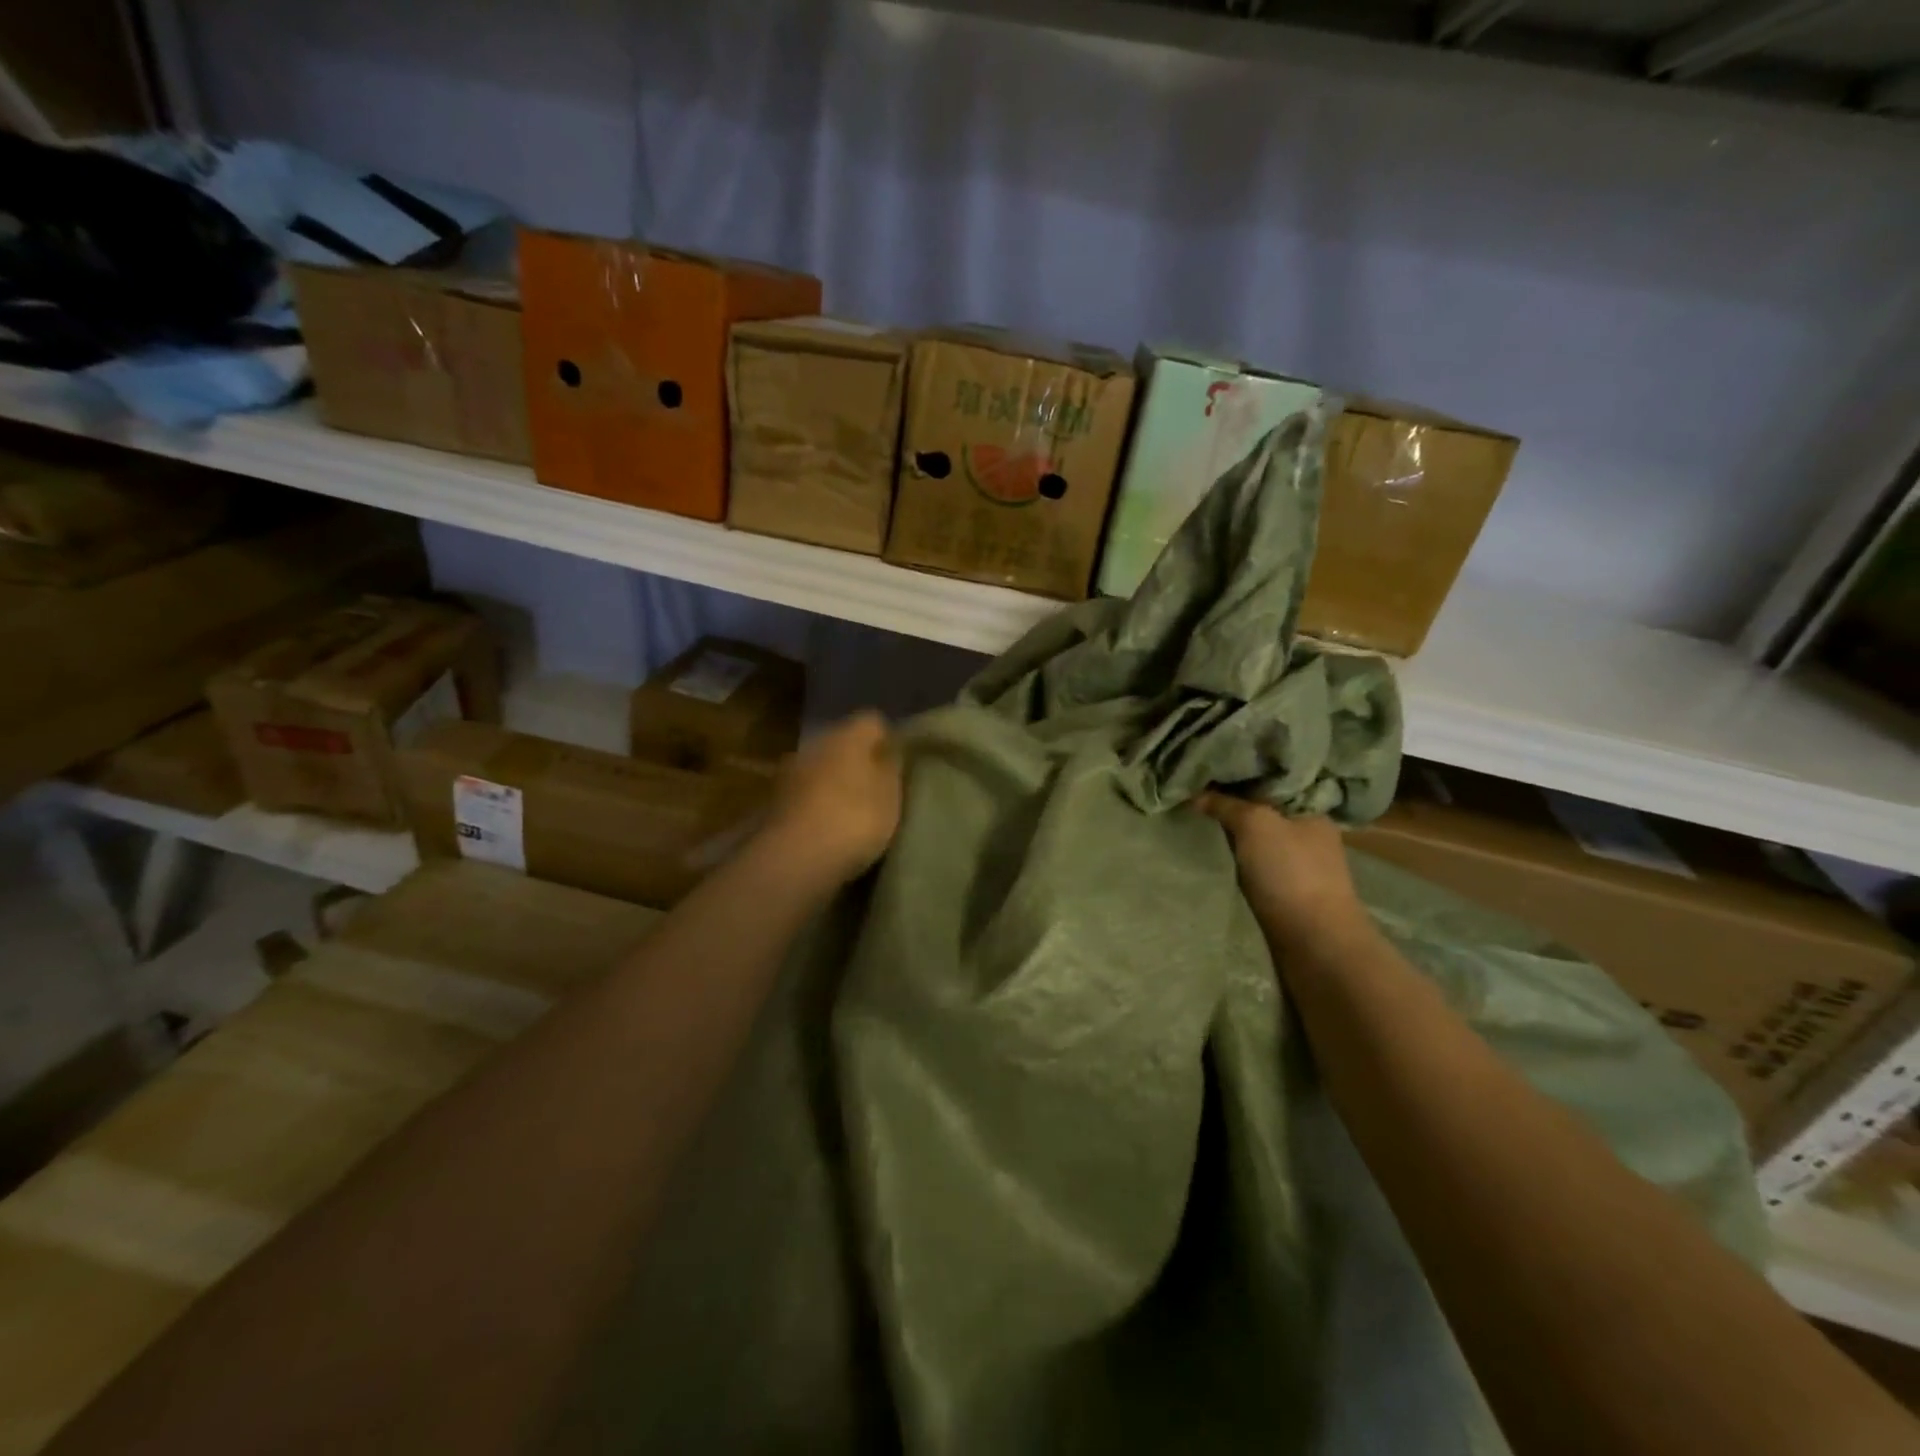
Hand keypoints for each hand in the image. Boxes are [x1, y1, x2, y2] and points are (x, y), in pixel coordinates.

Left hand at [763, 712, 903, 886]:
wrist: (795, 858)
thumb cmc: (855, 819)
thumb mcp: (890, 795)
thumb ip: (891, 768)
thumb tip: (889, 751)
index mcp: (847, 735)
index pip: (872, 721)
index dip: (886, 739)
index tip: (897, 764)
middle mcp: (814, 744)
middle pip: (841, 743)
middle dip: (856, 761)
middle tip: (874, 788)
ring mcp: (789, 771)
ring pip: (819, 768)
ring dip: (831, 782)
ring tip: (848, 811)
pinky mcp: (773, 801)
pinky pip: (803, 794)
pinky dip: (813, 803)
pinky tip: (824, 827)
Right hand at [1197, 793, 1367, 947]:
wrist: (1314, 942)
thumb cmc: (1290, 873)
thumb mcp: (1255, 824)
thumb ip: (1226, 804)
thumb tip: (1195, 794)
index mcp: (1310, 811)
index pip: (1270, 783)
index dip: (1237, 777)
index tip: (1205, 775)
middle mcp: (1307, 835)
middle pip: (1260, 812)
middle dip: (1229, 808)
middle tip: (1191, 799)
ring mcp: (1298, 866)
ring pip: (1254, 841)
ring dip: (1229, 837)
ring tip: (1193, 826)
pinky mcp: (1285, 894)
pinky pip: (1252, 867)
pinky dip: (1233, 862)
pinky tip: (1210, 857)